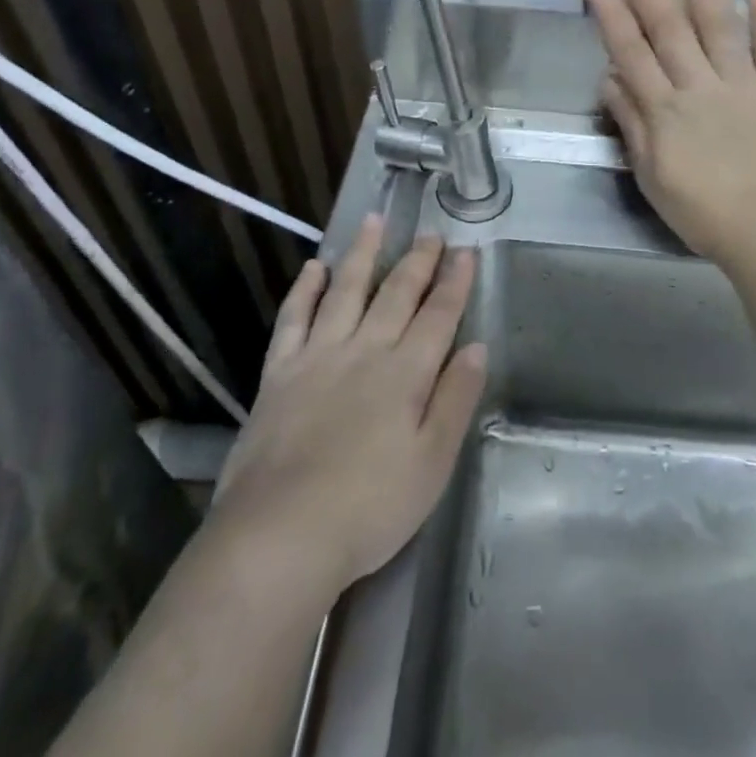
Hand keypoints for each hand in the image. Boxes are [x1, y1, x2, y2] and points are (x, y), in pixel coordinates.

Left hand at [206, 216, 487, 601]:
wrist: (279, 535)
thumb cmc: (369, 508)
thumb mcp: (432, 464)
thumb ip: (456, 400)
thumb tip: (476, 347)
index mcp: (405, 373)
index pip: (438, 315)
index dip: (455, 281)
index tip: (466, 250)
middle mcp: (364, 350)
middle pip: (397, 294)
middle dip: (418, 261)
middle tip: (431, 233)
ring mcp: (318, 356)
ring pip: (346, 291)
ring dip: (363, 254)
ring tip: (375, 221)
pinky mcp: (278, 373)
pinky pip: (293, 318)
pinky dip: (305, 290)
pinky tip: (315, 267)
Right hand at [582, 0, 755, 265]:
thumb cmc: (702, 213)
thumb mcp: (651, 176)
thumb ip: (632, 124)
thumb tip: (610, 78)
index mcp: (664, 110)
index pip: (630, 50)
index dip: (610, 10)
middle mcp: (699, 86)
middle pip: (668, 27)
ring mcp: (742, 85)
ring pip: (718, 23)